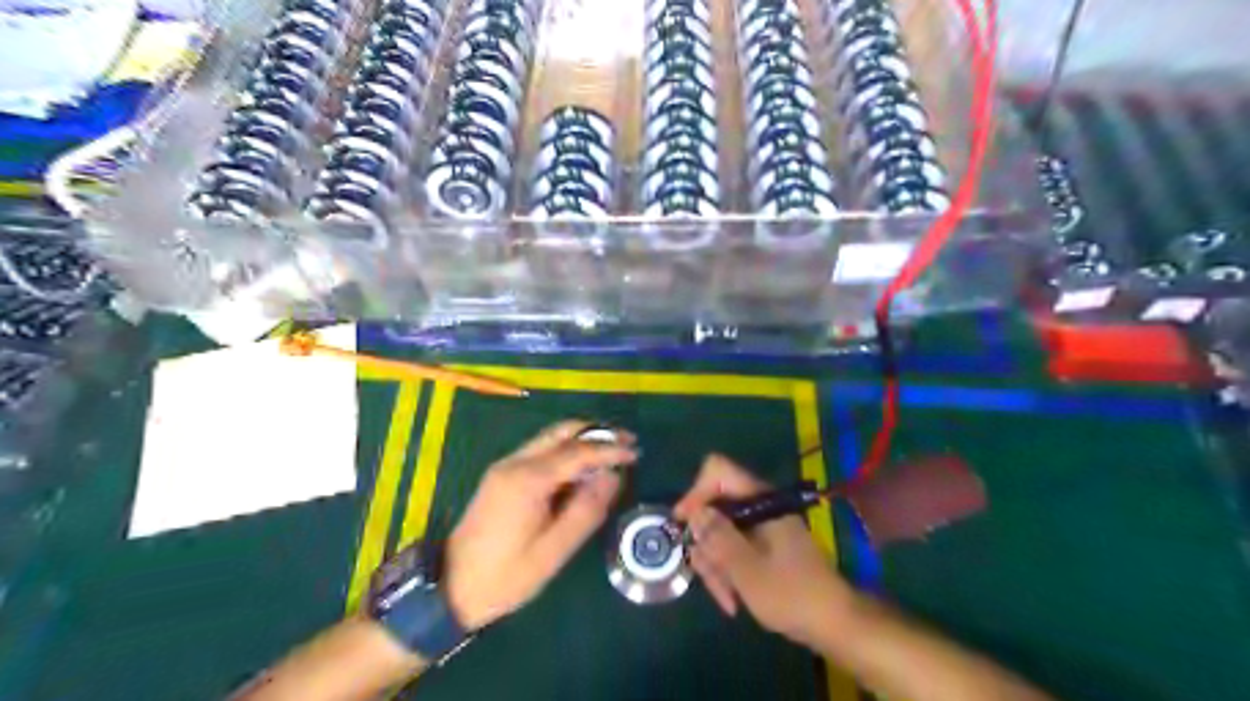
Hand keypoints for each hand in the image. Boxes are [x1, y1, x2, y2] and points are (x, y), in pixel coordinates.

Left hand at [445, 422, 635, 628]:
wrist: (451, 588)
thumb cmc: (506, 576)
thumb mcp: (553, 551)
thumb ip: (586, 510)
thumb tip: (613, 477)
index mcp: (528, 480)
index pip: (578, 451)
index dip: (610, 450)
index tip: (636, 452)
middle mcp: (515, 462)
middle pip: (562, 431)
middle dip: (597, 433)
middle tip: (627, 443)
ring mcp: (506, 466)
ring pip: (551, 437)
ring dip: (582, 439)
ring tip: (612, 453)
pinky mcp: (502, 475)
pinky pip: (541, 450)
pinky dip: (567, 450)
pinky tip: (582, 468)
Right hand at [674, 453, 861, 646]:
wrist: (834, 623)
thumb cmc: (791, 594)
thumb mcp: (747, 569)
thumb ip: (718, 537)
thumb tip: (694, 512)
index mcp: (760, 501)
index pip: (717, 471)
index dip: (696, 492)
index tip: (683, 525)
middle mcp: (759, 507)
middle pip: (714, 508)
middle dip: (706, 544)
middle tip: (708, 577)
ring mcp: (761, 527)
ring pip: (720, 533)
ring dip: (716, 565)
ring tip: (727, 600)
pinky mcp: (762, 547)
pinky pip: (733, 550)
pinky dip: (728, 572)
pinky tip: (733, 600)